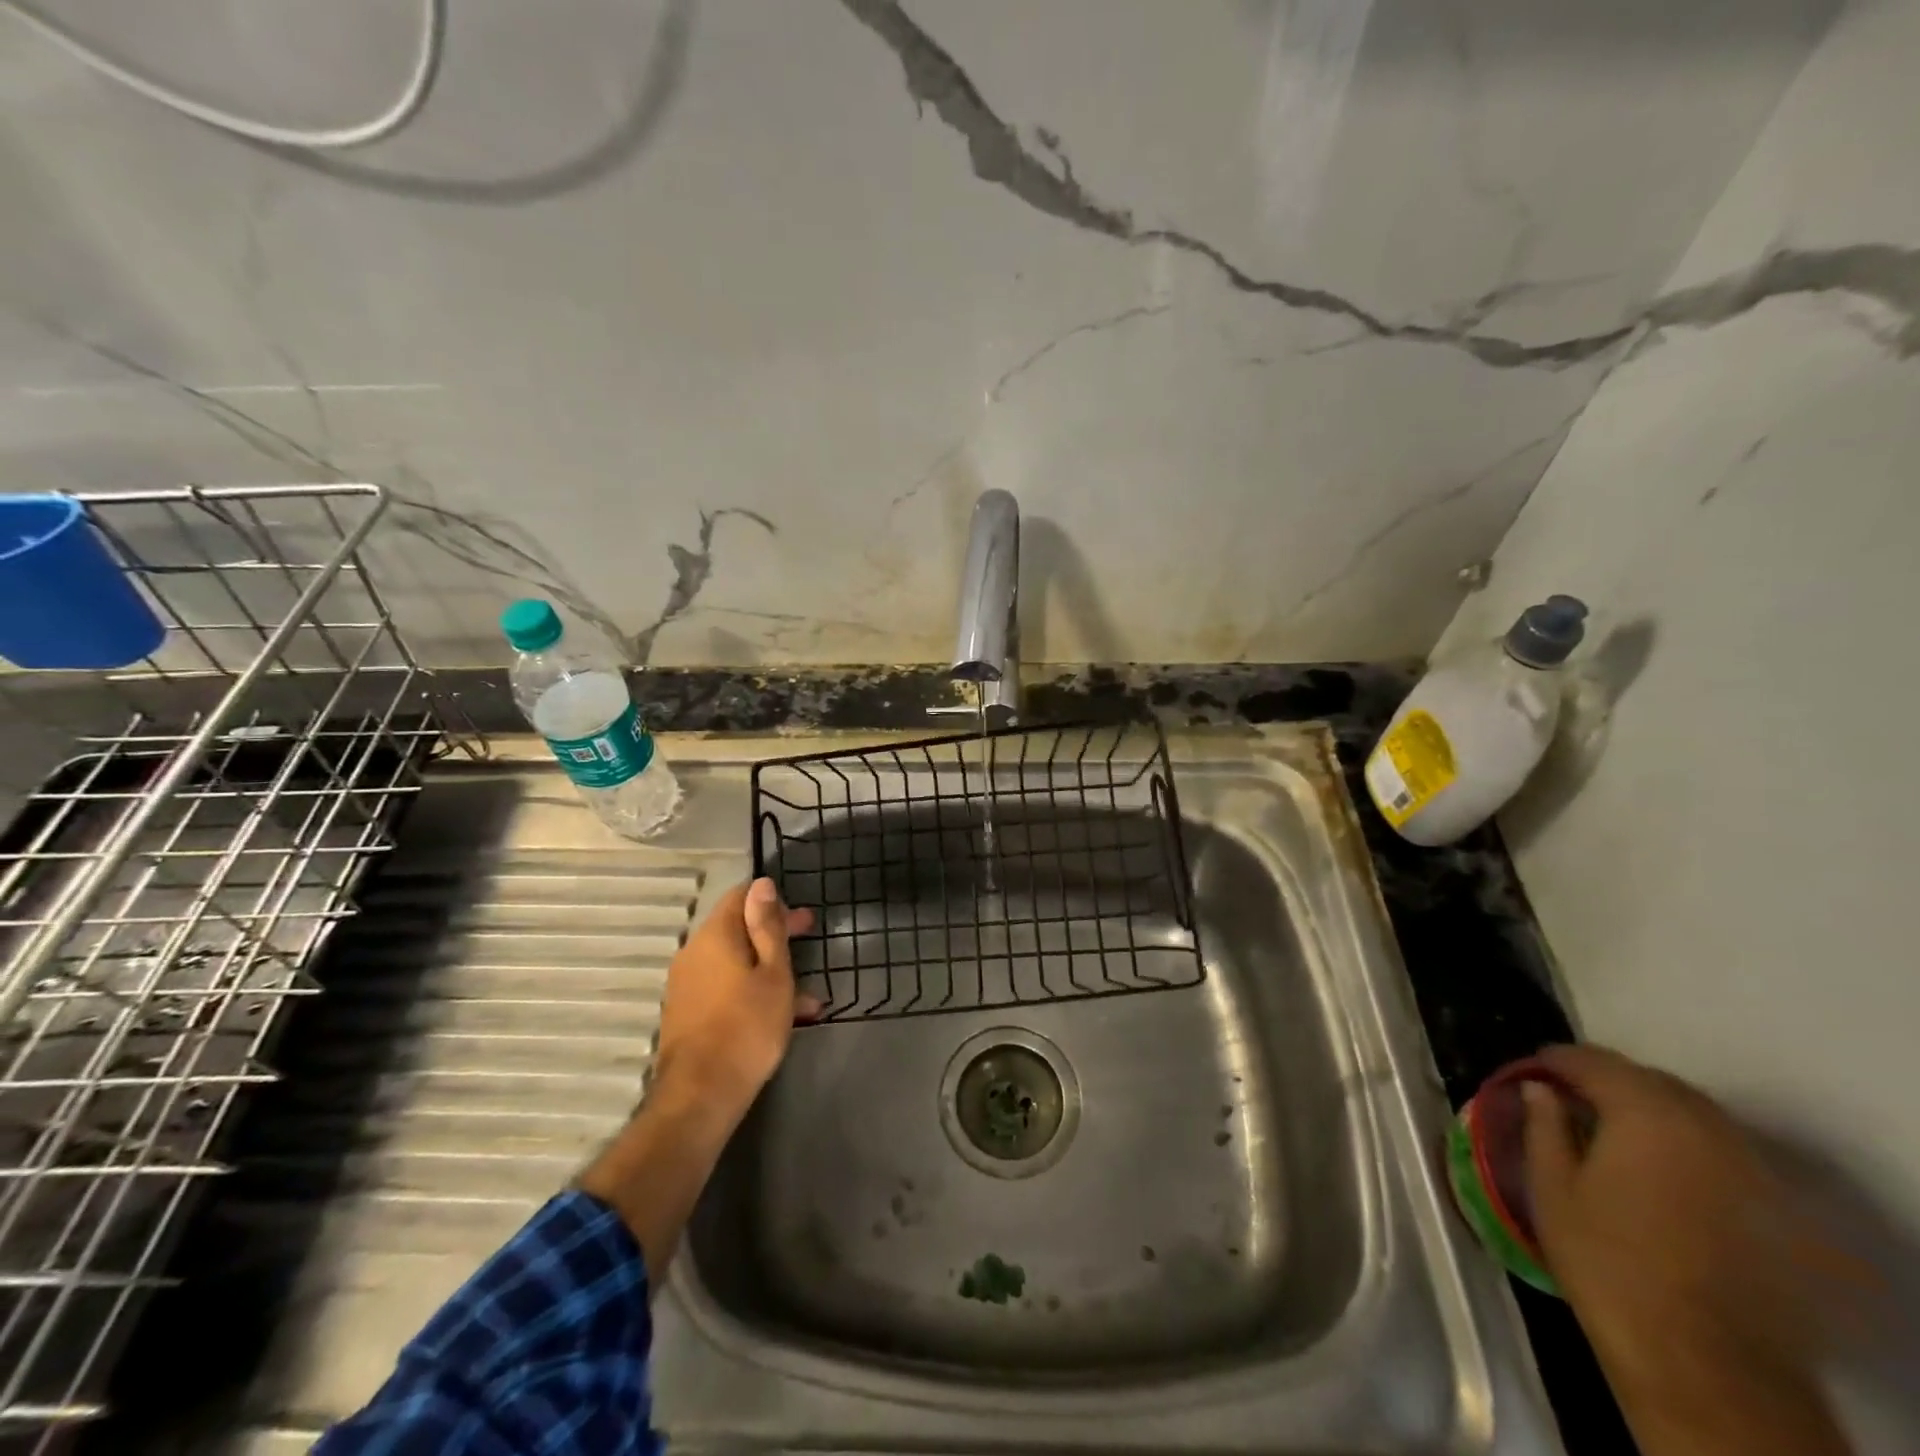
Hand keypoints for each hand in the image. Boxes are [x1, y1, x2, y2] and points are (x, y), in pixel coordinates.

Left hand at [652, 878, 819, 1118]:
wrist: (700, 1095)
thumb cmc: (747, 1027)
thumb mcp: (773, 973)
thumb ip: (768, 926)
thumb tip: (761, 883)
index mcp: (715, 935)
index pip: (740, 896)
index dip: (772, 901)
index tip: (801, 920)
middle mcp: (695, 952)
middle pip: (737, 928)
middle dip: (775, 933)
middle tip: (809, 939)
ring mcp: (688, 984)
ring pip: (735, 962)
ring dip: (770, 969)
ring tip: (809, 997)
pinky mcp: (688, 1011)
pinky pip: (725, 987)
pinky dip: (753, 991)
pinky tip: (783, 1017)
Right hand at [1522, 1044, 1854, 1455]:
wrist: (1701, 1358)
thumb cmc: (1607, 1261)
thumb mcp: (1553, 1187)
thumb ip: (1544, 1125)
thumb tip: (1539, 1087)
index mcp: (1644, 1114)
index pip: (1594, 1063)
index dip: (1556, 1061)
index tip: (1531, 1069)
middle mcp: (1703, 1126)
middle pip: (1648, 1080)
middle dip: (1605, 1079)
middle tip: (1566, 1094)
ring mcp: (1744, 1165)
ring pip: (1689, 1110)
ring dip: (1646, 1106)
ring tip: (1608, 1125)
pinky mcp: (1767, 1202)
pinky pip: (1715, 1145)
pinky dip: (1680, 1137)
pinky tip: (1654, 1161)